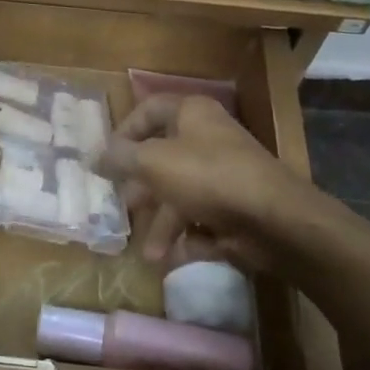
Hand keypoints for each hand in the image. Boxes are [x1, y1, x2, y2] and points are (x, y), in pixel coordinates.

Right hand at [98, 94, 318, 269]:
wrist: (274, 220)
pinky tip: (172, 259)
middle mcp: (207, 139)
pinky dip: (186, 239)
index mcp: (191, 114)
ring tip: (149, 253)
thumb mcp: (153, 162)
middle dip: (140, 186)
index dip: (124, 131)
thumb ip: (120, 157)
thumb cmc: (207, 176)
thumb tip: (95, 155)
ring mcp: (223, 175)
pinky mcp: (235, 208)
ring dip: (162, 224)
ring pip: (180, 195)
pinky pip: (201, 221)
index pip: (149, 110)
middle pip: (163, 157)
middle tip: (123, 205)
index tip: (106, 158)